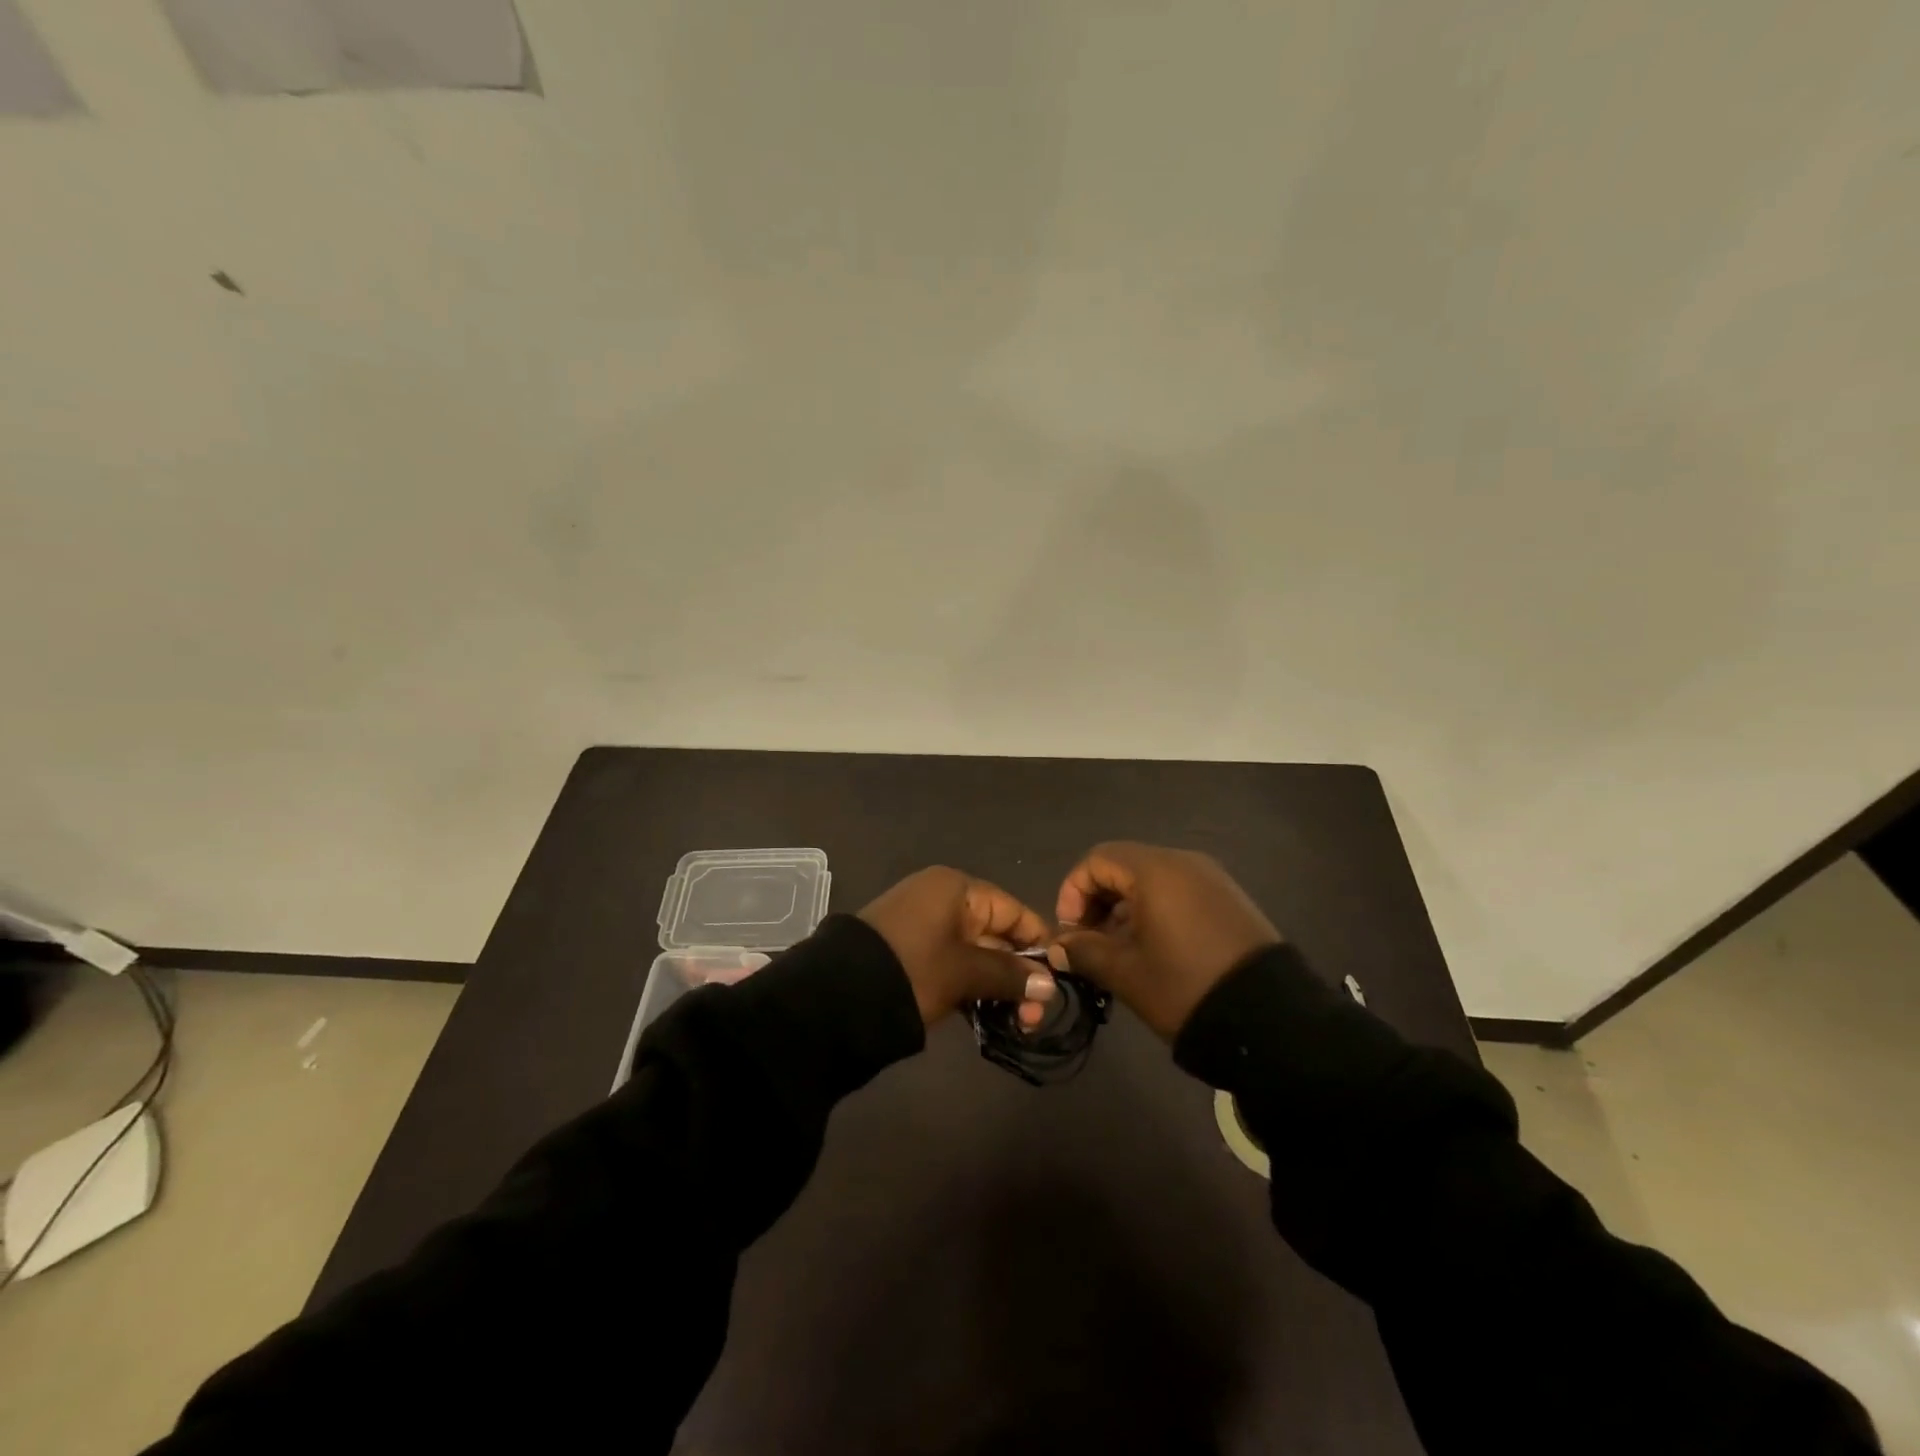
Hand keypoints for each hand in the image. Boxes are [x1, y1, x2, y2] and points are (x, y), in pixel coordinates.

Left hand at [860, 867, 1057, 1026]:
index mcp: (955, 889)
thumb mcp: (965, 972)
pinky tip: (990, 1016)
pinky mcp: (912, 954)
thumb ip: (1009, 975)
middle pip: (996, 934)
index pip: (1012, 910)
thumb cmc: (912, 970)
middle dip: (1019, 974)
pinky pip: (954, 964)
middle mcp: (942, 900)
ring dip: (998, 986)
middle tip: (1035, 1017)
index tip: (1060, 979)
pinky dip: (972, 987)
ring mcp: (925, 927)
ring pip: (976, 954)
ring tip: (1018, 1024)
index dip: (1038, 943)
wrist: (837, 997)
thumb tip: (1049, 985)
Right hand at [1049, 842, 1279, 1039]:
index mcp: (1155, 870)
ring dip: (1125, 909)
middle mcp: (1184, 862)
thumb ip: (1084, 951)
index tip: (1070, 932)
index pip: (1097, 860)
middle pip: (1124, 866)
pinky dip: (1155, 911)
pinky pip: (1179, 892)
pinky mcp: (1230, 900)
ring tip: (1120, 952)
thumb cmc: (1185, 987)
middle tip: (1090, 944)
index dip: (1073, 892)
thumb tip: (1059, 945)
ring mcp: (1212, 879)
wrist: (1272, 1021)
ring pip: (1151, 880)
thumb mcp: (1126, 973)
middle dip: (1097, 902)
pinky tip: (1154, 950)